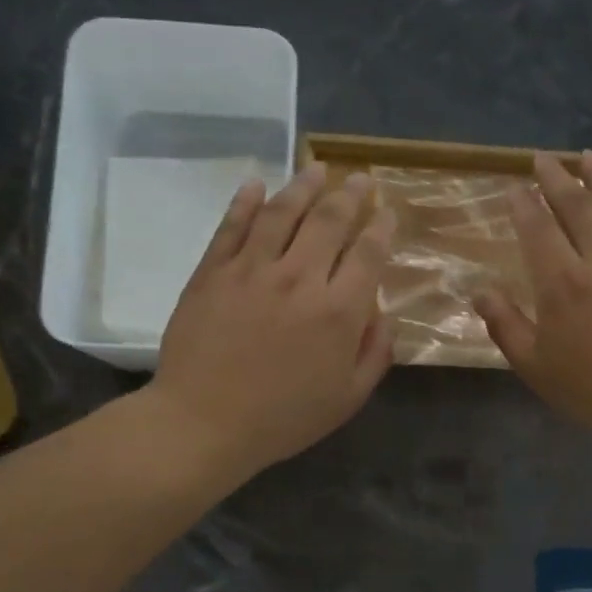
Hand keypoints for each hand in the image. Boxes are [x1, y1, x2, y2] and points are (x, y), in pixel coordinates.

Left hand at [152, 162, 395, 480]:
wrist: (204, 423)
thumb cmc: (282, 419)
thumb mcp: (347, 399)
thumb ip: (374, 354)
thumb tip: (383, 314)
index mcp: (339, 311)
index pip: (368, 254)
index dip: (382, 227)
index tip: (388, 211)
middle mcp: (299, 278)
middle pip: (330, 221)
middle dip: (351, 195)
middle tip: (361, 179)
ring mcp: (252, 270)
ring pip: (283, 213)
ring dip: (304, 185)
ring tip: (317, 168)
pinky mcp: (212, 271)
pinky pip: (232, 226)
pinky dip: (246, 201)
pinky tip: (257, 185)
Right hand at [475, 150, 591, 455]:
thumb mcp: (535, 365)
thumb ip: (505, 324)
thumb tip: (479, 292)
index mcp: (562, 283)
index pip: (537, 228)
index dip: (523, 203)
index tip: (514, 186)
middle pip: (578, 206)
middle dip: (557, 178)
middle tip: (544, 158)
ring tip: (589, 157)